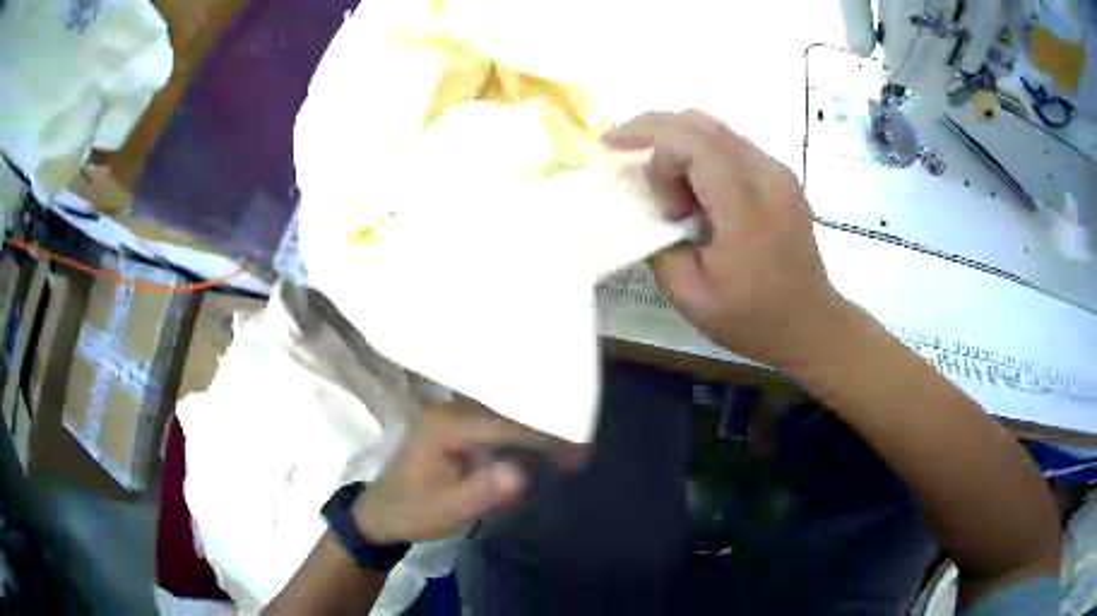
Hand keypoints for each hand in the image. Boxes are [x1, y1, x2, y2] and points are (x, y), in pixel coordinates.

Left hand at [352, 399, 578, 542]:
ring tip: (571, 443)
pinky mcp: (457, 426)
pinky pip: (496, 422)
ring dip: (536, 427)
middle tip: (582, 446)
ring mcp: (453, 414)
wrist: (381, 512)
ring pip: (504, 413)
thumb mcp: (446, 509)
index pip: (506, 424)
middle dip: (547, 426)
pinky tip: (541, 445)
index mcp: (447, 424)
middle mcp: (452, 409)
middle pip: (508, 411)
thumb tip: (523, 474)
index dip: (545, 436)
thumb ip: (482, 492)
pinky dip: (521, 432)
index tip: (581, 450)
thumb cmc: (412, 511)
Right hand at [604, 110, 851, 369]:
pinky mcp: (782, 178)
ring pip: (716, 130)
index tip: (614, 156)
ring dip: (680, 147)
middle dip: (655, 134)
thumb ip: (659, 245)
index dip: (644, 135)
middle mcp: (766, 174)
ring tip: (669, 191)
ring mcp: (778, 172)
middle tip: (633, 168)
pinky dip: (702, 156)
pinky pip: (733, 147)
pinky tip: (695, 192)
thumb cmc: (752, 318)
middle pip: (700, 123)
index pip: (688, 138)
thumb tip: (652, 213)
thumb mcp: (690, 295)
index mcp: (744, 203)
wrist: (811, 324)